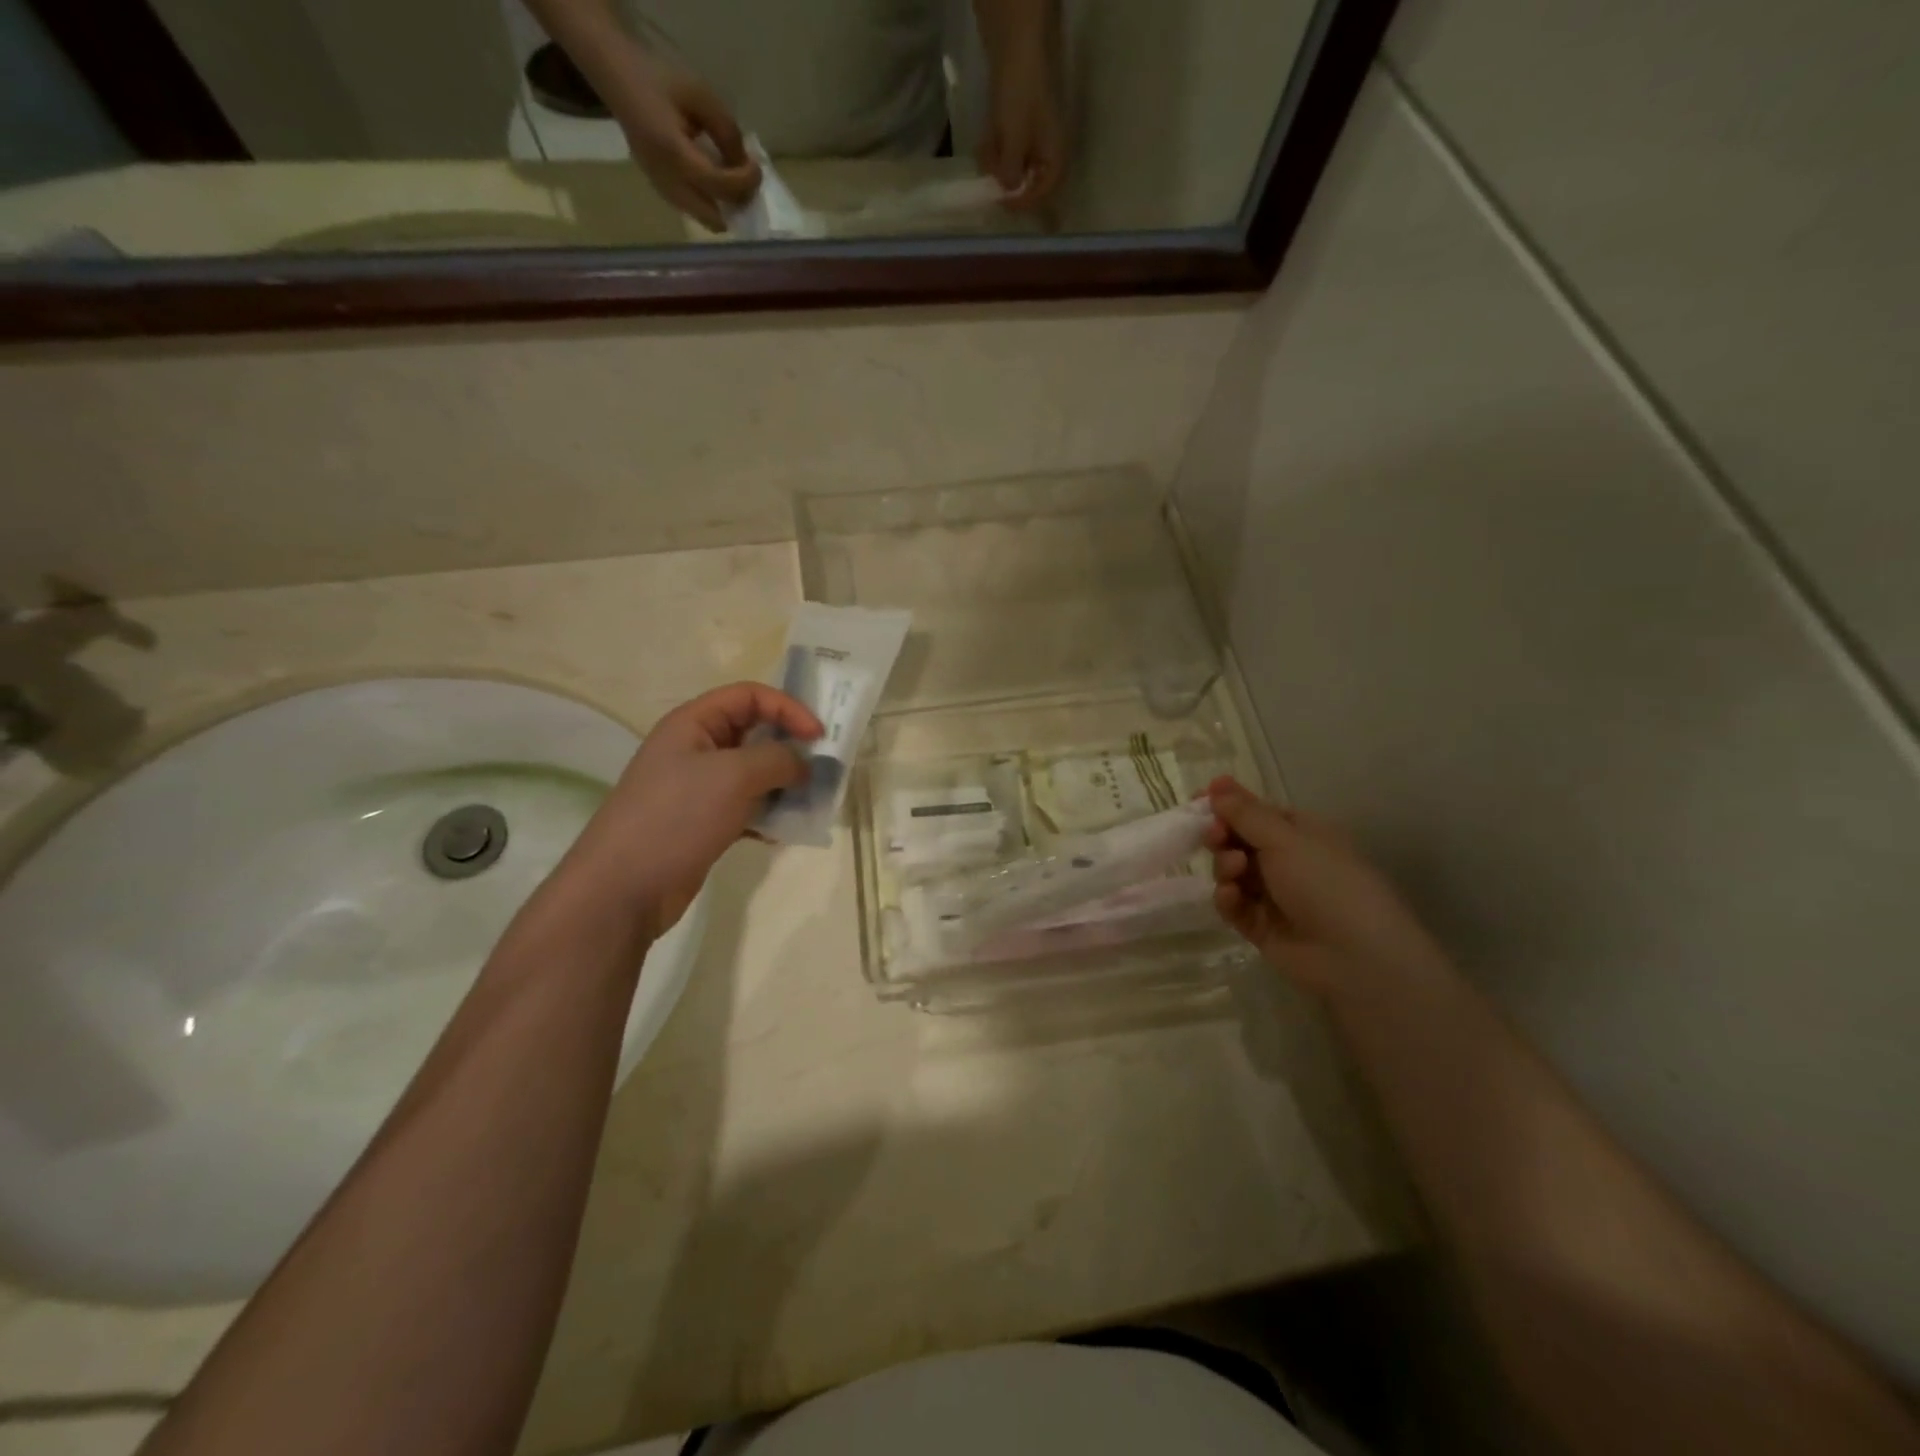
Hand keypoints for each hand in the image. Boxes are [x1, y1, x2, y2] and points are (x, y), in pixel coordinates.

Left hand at [562, 683, 821, 939]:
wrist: (624, 888)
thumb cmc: (677, 817)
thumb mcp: (733, 776)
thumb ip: (777, 759)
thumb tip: (804, 764)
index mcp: (693, 723)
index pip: (750, 696)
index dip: (788, 708)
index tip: (819, 736)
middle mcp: (696, 749)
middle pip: (755, 733)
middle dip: (791, 747)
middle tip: (822, 769)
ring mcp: (699, 788)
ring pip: (754, 773)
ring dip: (784, 784)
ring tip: (810, 802)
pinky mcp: (704, 822)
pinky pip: (747, 807)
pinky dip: (769, 814)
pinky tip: (784, 832)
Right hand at [606, 58, 760, 231]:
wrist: (616, 74)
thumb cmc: (658, 78)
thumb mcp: (700, 95)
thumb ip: (727, 132)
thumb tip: (745, 166)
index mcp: (673, 154)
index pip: (720, 186)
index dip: (746, 182)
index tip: (757, 167)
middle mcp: (667, 182)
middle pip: (715, 219)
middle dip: (737, 206)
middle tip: (747, 184)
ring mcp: (661, 190)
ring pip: (705, 220)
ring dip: (725, 209)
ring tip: (733, 183)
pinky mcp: (660, 190)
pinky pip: (694, 210)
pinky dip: (711, 204)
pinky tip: (716, 182)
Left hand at [979, 47, 1067, 210]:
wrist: (1015, 52)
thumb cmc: (1020, 98)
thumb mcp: (1014, 140)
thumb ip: (1011, 170)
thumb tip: (1007, 190)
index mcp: (1055, 158)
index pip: (1043, 193)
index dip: (1022, 201)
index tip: (1002, 202)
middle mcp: (1048, 155)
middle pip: (1026, 183)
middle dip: (1005, 179)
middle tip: (988, 176)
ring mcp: (1034, 143)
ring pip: (1014, 169)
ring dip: (997, 165)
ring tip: (984, 151)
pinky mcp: (1020, 133)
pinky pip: (1007, 153)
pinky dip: (995, 152)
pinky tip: (985, 143)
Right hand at [1206, 776, 1448, 997]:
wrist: (1355, 957)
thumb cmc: (1326, 883)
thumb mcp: (1286, 840)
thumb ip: (1246, 815)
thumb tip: (1217, 789)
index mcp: (1302, 833)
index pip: (1258, 811)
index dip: (1229, 802)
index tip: (1198, 797)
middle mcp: (1287, 861)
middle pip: (1239, 840)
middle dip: (1222, 835)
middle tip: (1214, 836)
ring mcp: (1273, 895)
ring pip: (1232, 872)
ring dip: (1225, 866)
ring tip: (1235, 871)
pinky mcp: (1260, 926)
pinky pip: (1233, 904)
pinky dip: (1228, 898)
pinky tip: (1231, 897)